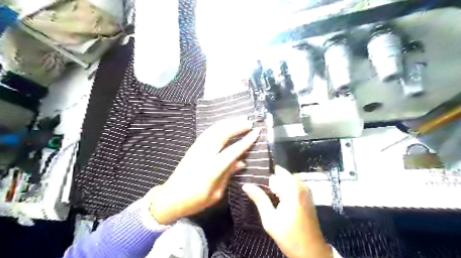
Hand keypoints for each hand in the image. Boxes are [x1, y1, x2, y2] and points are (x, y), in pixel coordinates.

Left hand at [149, 117, 260, 223]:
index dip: (246, 140)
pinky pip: (208, 132)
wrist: (170, 198)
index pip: (233, 150)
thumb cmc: (194, 201)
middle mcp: (204, 154)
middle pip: (222, 134)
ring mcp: (197, 149)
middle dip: (236, 126)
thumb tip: (241, 162)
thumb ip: (228, 175)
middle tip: (249, 122)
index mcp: (212, 169)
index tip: (256, 132)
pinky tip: (225, 125)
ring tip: (240, 119)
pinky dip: (218, 126)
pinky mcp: (193, 147)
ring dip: (227, 123)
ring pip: (214, 130)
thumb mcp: (215, 193)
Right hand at [243, 166, 332, 256]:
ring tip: (265, 193)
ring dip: (277, 184)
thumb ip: (259, 199)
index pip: (276, 172)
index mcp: (292, 190)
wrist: (311, 252)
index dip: (264, 174)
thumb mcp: (270, 219)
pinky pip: (294, 185)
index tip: (253, 178)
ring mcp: (306, 191)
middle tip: (256, 187)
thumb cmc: (289, 236)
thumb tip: (246, 185)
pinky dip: (284, 188)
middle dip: (270, 179)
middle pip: (282, 175)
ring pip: (288, 180)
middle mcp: (301, 186)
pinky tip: (276, 197)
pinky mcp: (308, 197)